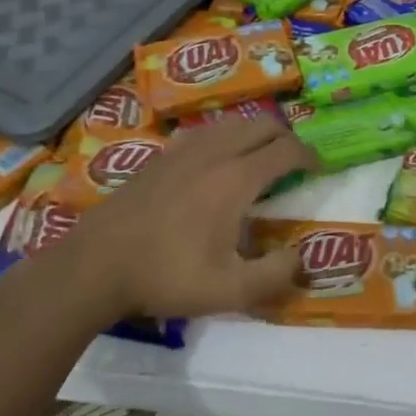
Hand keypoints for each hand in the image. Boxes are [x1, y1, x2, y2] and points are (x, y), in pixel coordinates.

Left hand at [9, 119, 315, 326]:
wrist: (96, 265)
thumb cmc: (167, 276)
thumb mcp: (230, 290)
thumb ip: (275, 275)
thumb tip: (300, 258)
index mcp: (236, 178)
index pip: (285, 149)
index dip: (309, 155)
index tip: (318, 168)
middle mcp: (214, 153)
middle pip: (262, 125)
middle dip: (285, 137)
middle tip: (293, 162)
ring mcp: (183, 150)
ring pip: (232, 124)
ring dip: (254, 134)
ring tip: (258, 159)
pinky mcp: (160, 156)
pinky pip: (204, 132)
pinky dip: (224, 138)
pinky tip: (215, 162)